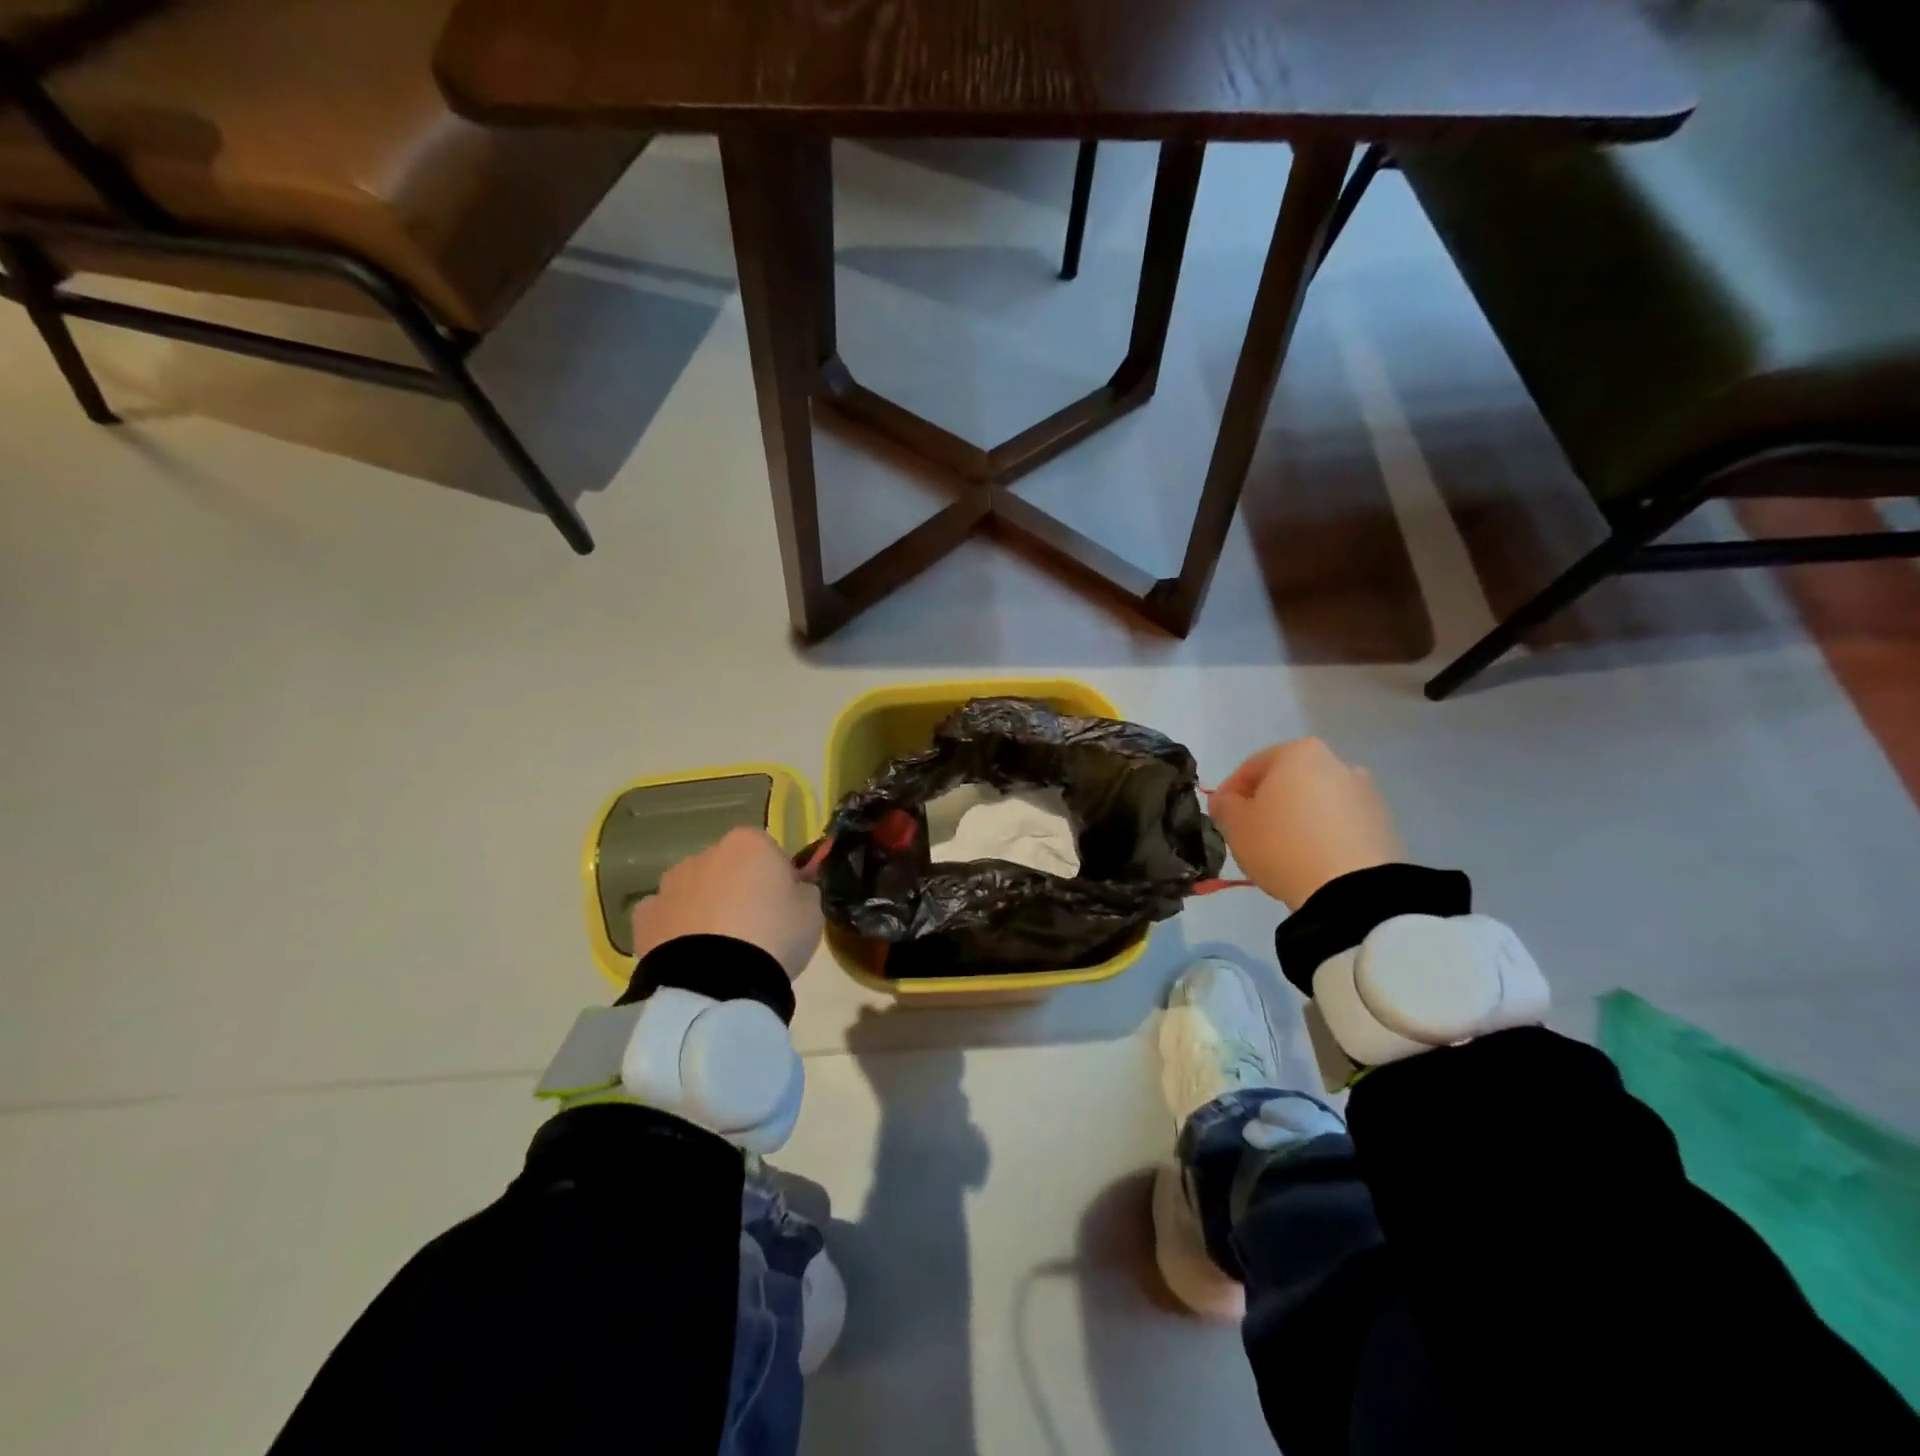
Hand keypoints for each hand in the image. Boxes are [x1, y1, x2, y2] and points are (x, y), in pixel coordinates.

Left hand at [630, 828, 823, 978]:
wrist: (717, 982)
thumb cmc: (774, 936)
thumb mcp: (812, 912)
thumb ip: (803, 891)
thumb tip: (795, 889)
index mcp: (748, 843)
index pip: (769, 852)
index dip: (779, 879)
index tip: (785, 906)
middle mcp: (705, 854)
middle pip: (729, 868)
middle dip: (739, 889)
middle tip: (756, 929)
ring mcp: (670, 884)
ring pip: (695, 890)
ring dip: (706, 907)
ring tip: (721, 948)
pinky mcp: (644, 917)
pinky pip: (666, 917)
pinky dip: (675, 929)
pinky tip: (690, 956)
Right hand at [1208, 738, 1402, 907]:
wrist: (1352, 889)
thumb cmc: (1283, 844)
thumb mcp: (1235, 824)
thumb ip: (1224, 805)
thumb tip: (1226, 800)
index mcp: (1299, 752)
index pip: (1251, 767)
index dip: (1230, 793)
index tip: (1221, 818)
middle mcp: (1338, 763)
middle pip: (1288, 782)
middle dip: (1268, 805)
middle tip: (1251, 835)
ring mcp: (1366, 794)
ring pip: (1316, 803)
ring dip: (1298, 820)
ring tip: (1283, 853)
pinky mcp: (1385, 825)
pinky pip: (1341, 826)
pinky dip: (1323, 837)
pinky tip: (1311, 862)